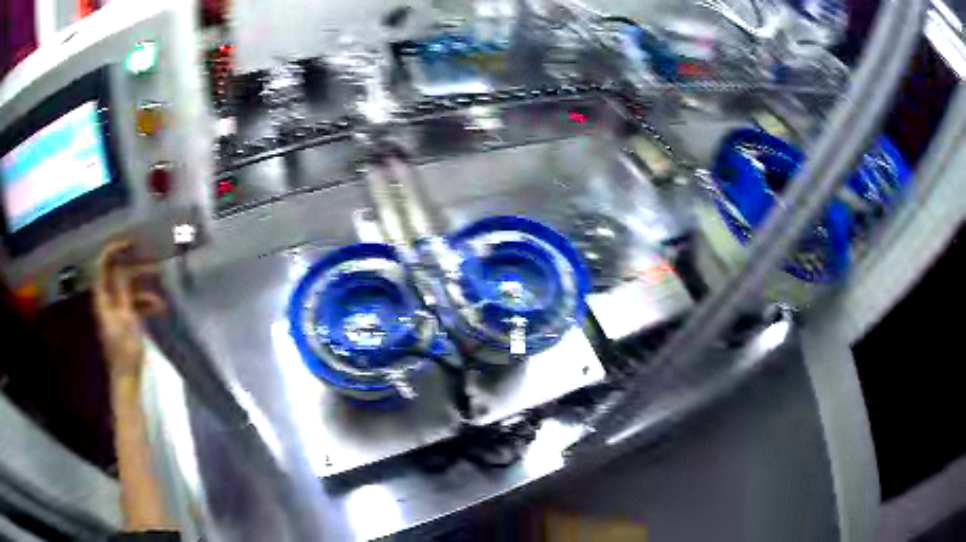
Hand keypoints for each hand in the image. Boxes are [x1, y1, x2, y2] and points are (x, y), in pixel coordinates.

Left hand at [93, 240, 164, 379]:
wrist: (127, 378)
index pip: (102, 265)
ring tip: (161, 286)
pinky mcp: (124, 320)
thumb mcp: (126, 318)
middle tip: (153, 262)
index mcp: (102, 298)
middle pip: (118, 275)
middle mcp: (107, 300)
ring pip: (128, 288)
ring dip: (144, 286)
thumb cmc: (125, 350)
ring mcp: (115, 311)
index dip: (113, 250)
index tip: (130, 242)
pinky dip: (145, 302)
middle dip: (135, 267)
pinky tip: (160, 307)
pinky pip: (134, 303)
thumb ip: (123, 290)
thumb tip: (122, 264)